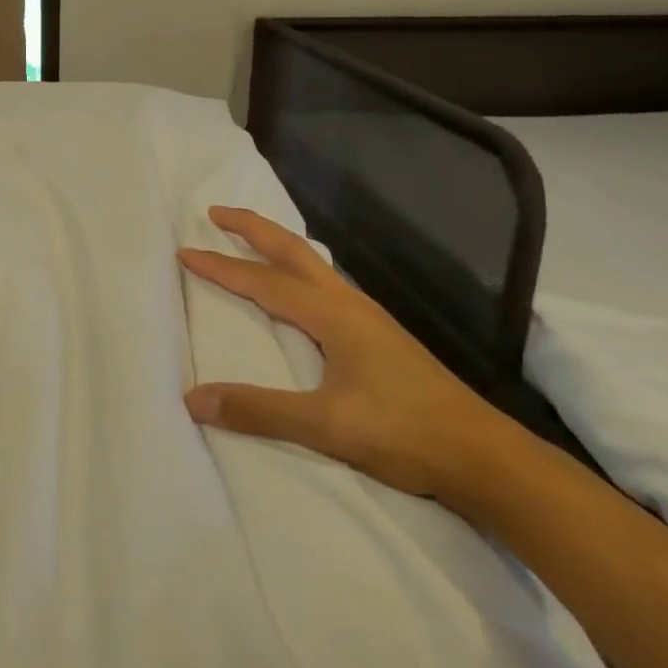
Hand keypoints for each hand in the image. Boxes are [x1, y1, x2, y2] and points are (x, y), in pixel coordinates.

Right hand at [179, 206, 505, 498]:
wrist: (483, 455)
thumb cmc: (405, 433)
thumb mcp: (326, 426)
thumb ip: (259, 410)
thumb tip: (193, 399)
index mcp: (333, 315)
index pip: (264, 281)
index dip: (221, 266)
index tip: (185, 251)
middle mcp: (349, 304)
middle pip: (294, 251)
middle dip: (253, 228)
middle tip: (216, 212)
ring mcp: (368, 318)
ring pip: (314, 265)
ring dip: (277, 247)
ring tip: (251, 243)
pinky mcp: (378, 336)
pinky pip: (326, 285)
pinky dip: (298, 271)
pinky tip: (299, 292)